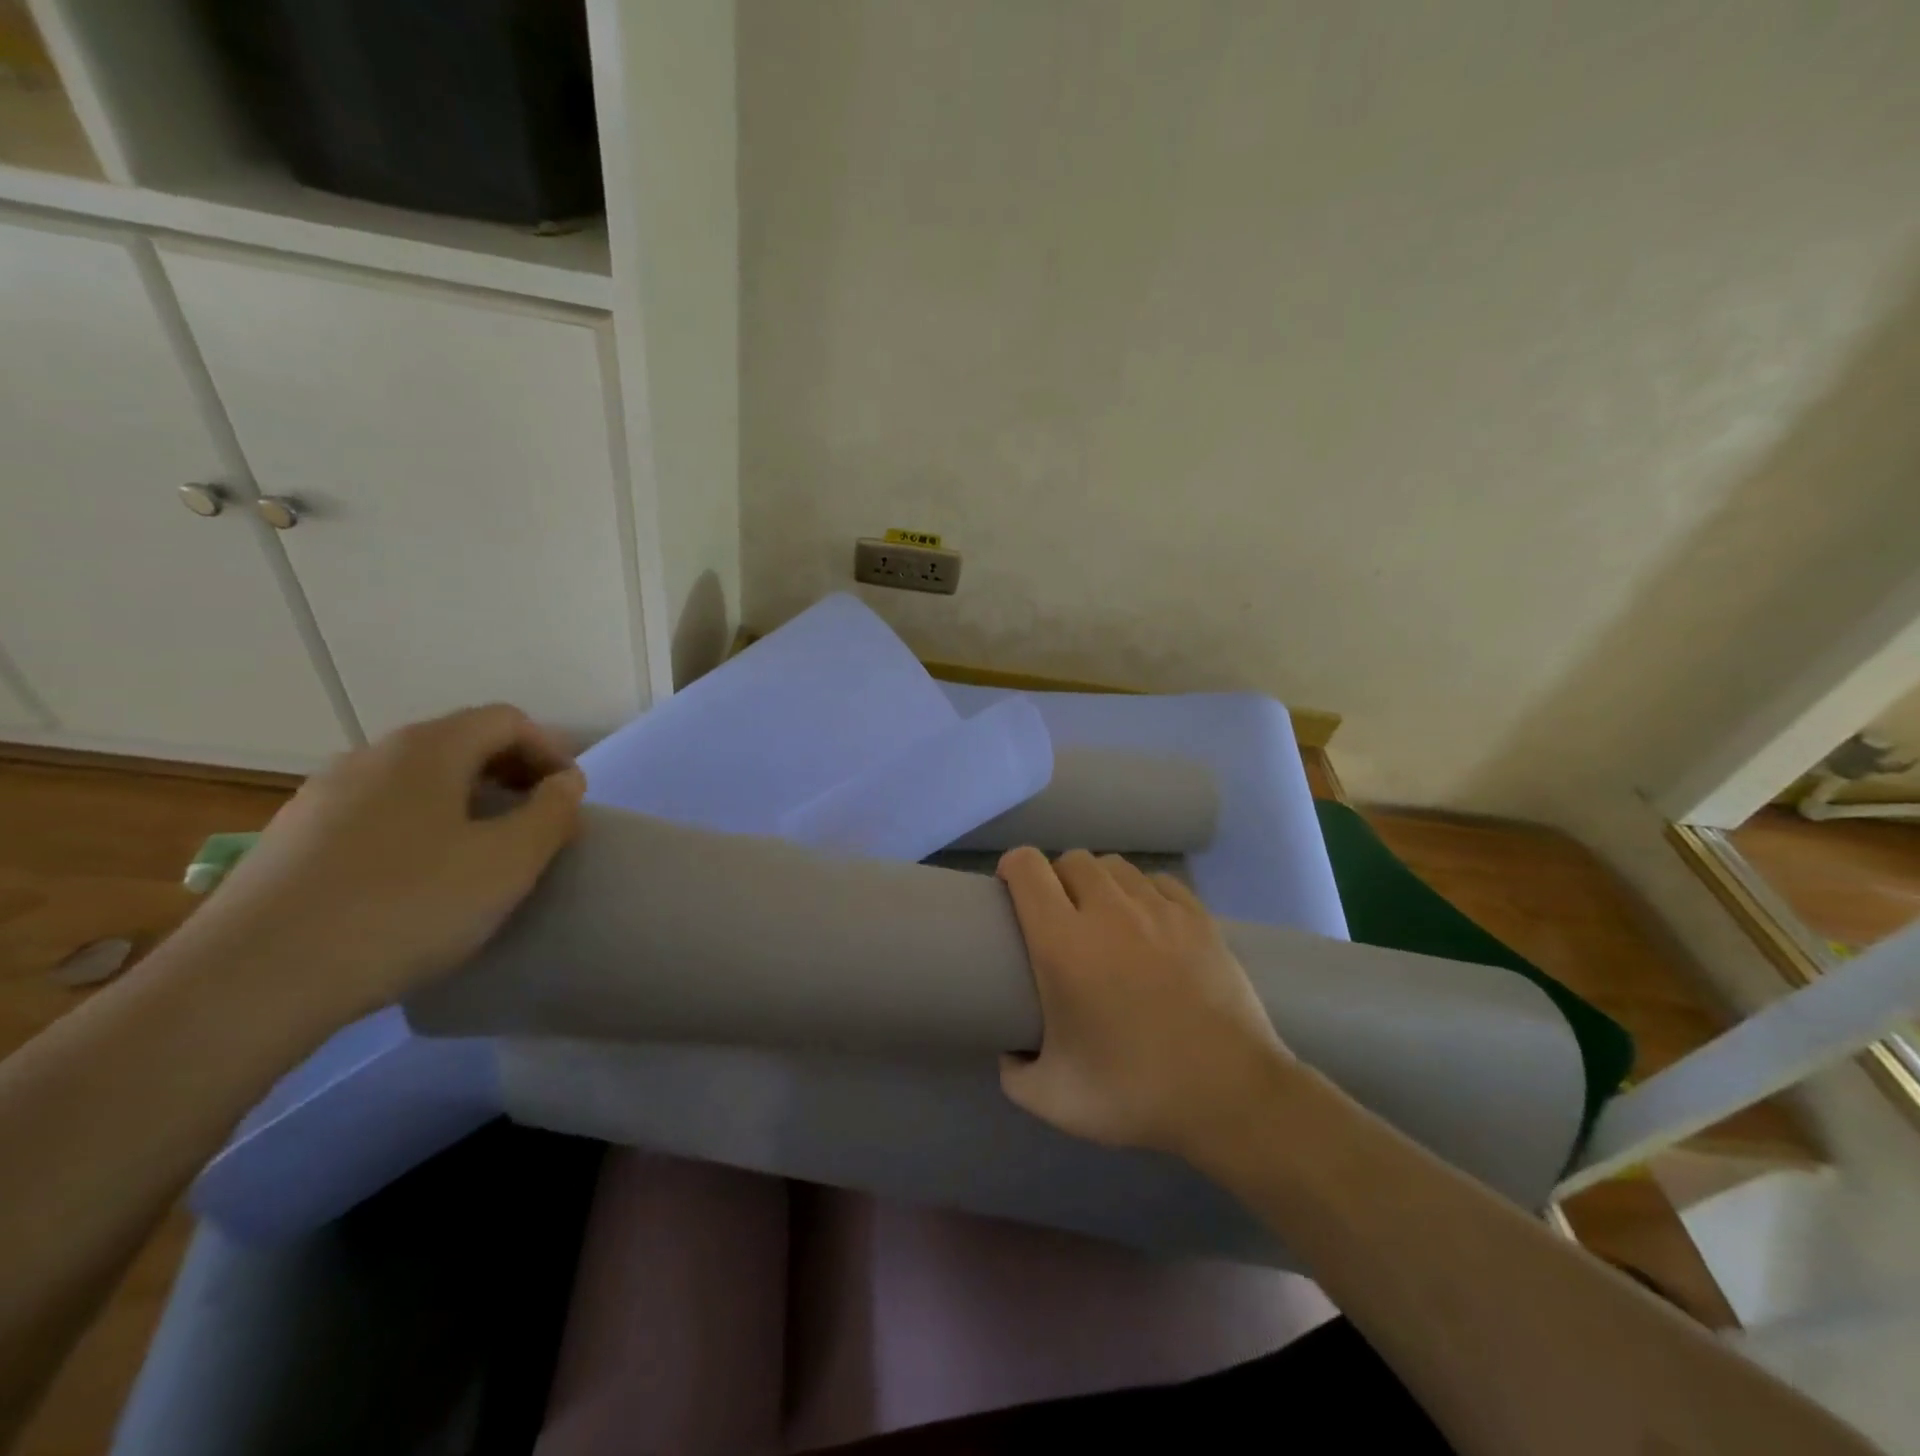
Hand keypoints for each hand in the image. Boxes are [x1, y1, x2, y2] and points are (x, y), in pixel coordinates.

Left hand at [173, 704, 586, 1024]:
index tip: (570, 798)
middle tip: (537, 822)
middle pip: (460, 743)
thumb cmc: (407, 906)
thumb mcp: (509, 862)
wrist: (252, 981)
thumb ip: (552, 813)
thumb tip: (564, 783)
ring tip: (483, 852)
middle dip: (511, 774)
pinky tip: (419, 880)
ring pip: (416, 780)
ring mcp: (322, 796)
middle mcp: (371, 755)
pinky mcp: (292, 839)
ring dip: (466, 801)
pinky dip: (420, 827)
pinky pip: (378, 813)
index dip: (550, 751)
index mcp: (427, 748)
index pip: (506, 720)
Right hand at [996, 847, 1293, 1161]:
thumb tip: (1010, 1051)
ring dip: (1098, 882)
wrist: (1231, 1096)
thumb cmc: (1135, 1092)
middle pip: (1071, 860)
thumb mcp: (1051, 1099)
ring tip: (1102, 917)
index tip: (1008, 893)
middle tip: (1058, 916)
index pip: (1027, 868)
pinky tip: (1147, 923)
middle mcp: (1108, 911)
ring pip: (1115, 866)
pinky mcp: (1199, 917)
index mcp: (1063, 943)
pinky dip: (1142, 892)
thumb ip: (1013, 1072)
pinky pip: (1158, 881)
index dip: (1011, 869)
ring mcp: (1159, 909)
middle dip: (1055, 878)